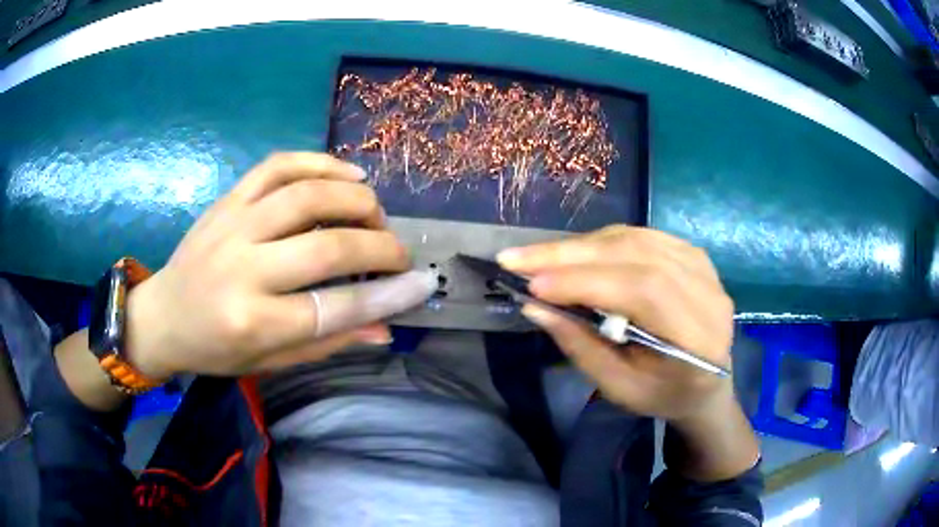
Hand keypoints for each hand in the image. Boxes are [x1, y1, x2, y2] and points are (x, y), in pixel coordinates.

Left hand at [125, 153, 435, 378]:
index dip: (387, 296)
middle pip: (327, 246)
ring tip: (375, 213)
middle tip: (399, 253)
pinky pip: (278, 166)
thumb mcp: (269, 362)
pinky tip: (348, 173)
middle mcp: (242, 269)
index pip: (334, 307)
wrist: (163, 315)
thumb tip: (385, 326)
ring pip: (306, 196)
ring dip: (355, 200)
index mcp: (252, 322)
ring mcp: (233, 225)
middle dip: (379, 246)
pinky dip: (320, 163)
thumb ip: (327, 342)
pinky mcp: (228, 200)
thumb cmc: (215, 348)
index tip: (422, 284)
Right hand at [498, 225, 735, 421]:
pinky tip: (579, 250)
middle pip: (638, 256)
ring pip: (638, 239)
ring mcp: (706, 269)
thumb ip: (581, 347)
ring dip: (583, 245)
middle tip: (517, 258)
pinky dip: (604, 240)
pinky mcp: (696, 255)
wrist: (707, 384)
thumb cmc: (663, 395)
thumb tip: (535, 306)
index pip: (643, 291)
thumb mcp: (619, 388)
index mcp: (698, 340)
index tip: (532, 285)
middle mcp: (709, 295)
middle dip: (572, 255)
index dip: (586, 282)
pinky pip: (644, 236)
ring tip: (540, 256)